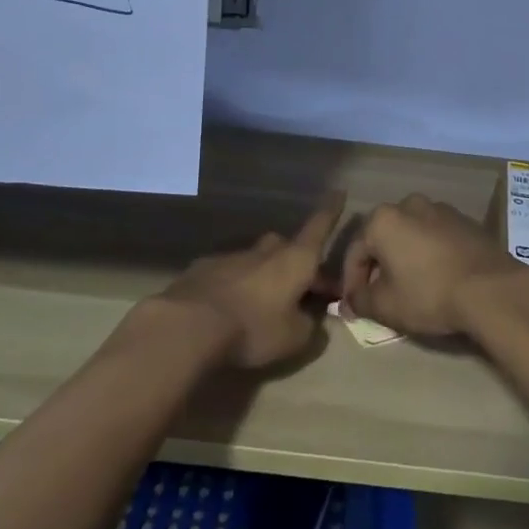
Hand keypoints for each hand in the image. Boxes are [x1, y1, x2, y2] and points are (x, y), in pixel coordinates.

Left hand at [153, 192, 344, 368]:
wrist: (189, 324)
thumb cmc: (253, 327)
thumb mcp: (294, 338)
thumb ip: (310, 327)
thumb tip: (313, 320)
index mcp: (295, 259)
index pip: (319, 227)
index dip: (331, 211)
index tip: (339, 191)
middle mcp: (266, 250)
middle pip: (287, 246)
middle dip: (296, 261)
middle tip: (301, 287)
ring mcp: (233, 255)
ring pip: (257, 259)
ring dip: (264, 275)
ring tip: (262, 303)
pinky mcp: (204, 267)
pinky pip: (229, 271)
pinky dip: (235, 284)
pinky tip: (229, 307)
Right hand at [341, 194, 527, 337]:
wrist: (491, 288)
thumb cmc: (429, 294)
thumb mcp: (386, 306)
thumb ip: (361, 300)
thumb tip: (352, 300)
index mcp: (383, 219)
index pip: (355, 252)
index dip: (351, 281)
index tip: (355, 304)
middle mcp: (409, 204)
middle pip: (384, 238)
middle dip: (379, 265)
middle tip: (381, 294)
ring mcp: (441, 209)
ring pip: (411, 234)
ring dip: (406, 257)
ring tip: (411, 286)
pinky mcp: (466, 220)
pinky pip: (437, 237)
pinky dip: (430, 253)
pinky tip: (438, 277)